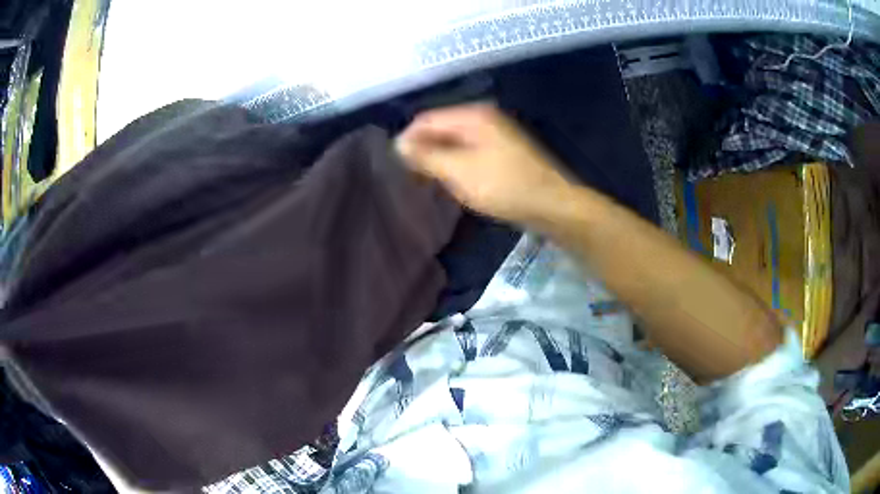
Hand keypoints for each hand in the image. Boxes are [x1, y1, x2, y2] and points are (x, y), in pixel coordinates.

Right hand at [395, 103, 572, 224]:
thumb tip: (398, 144)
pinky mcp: (501, 152)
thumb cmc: (504, 185)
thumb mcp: (459, 171)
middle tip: (408, 178)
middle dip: (423, 150)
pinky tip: (449, 183)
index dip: (407, 139)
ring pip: (453, 142)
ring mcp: (494, 135)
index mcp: (472, 115)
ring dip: (438, 160)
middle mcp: (482, 118)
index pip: (426, 119)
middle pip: (440, 128)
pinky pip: (467, 153)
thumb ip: (426, 155)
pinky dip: (455, 165)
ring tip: (425, 183)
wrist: (552, 204)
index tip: (394, 166)